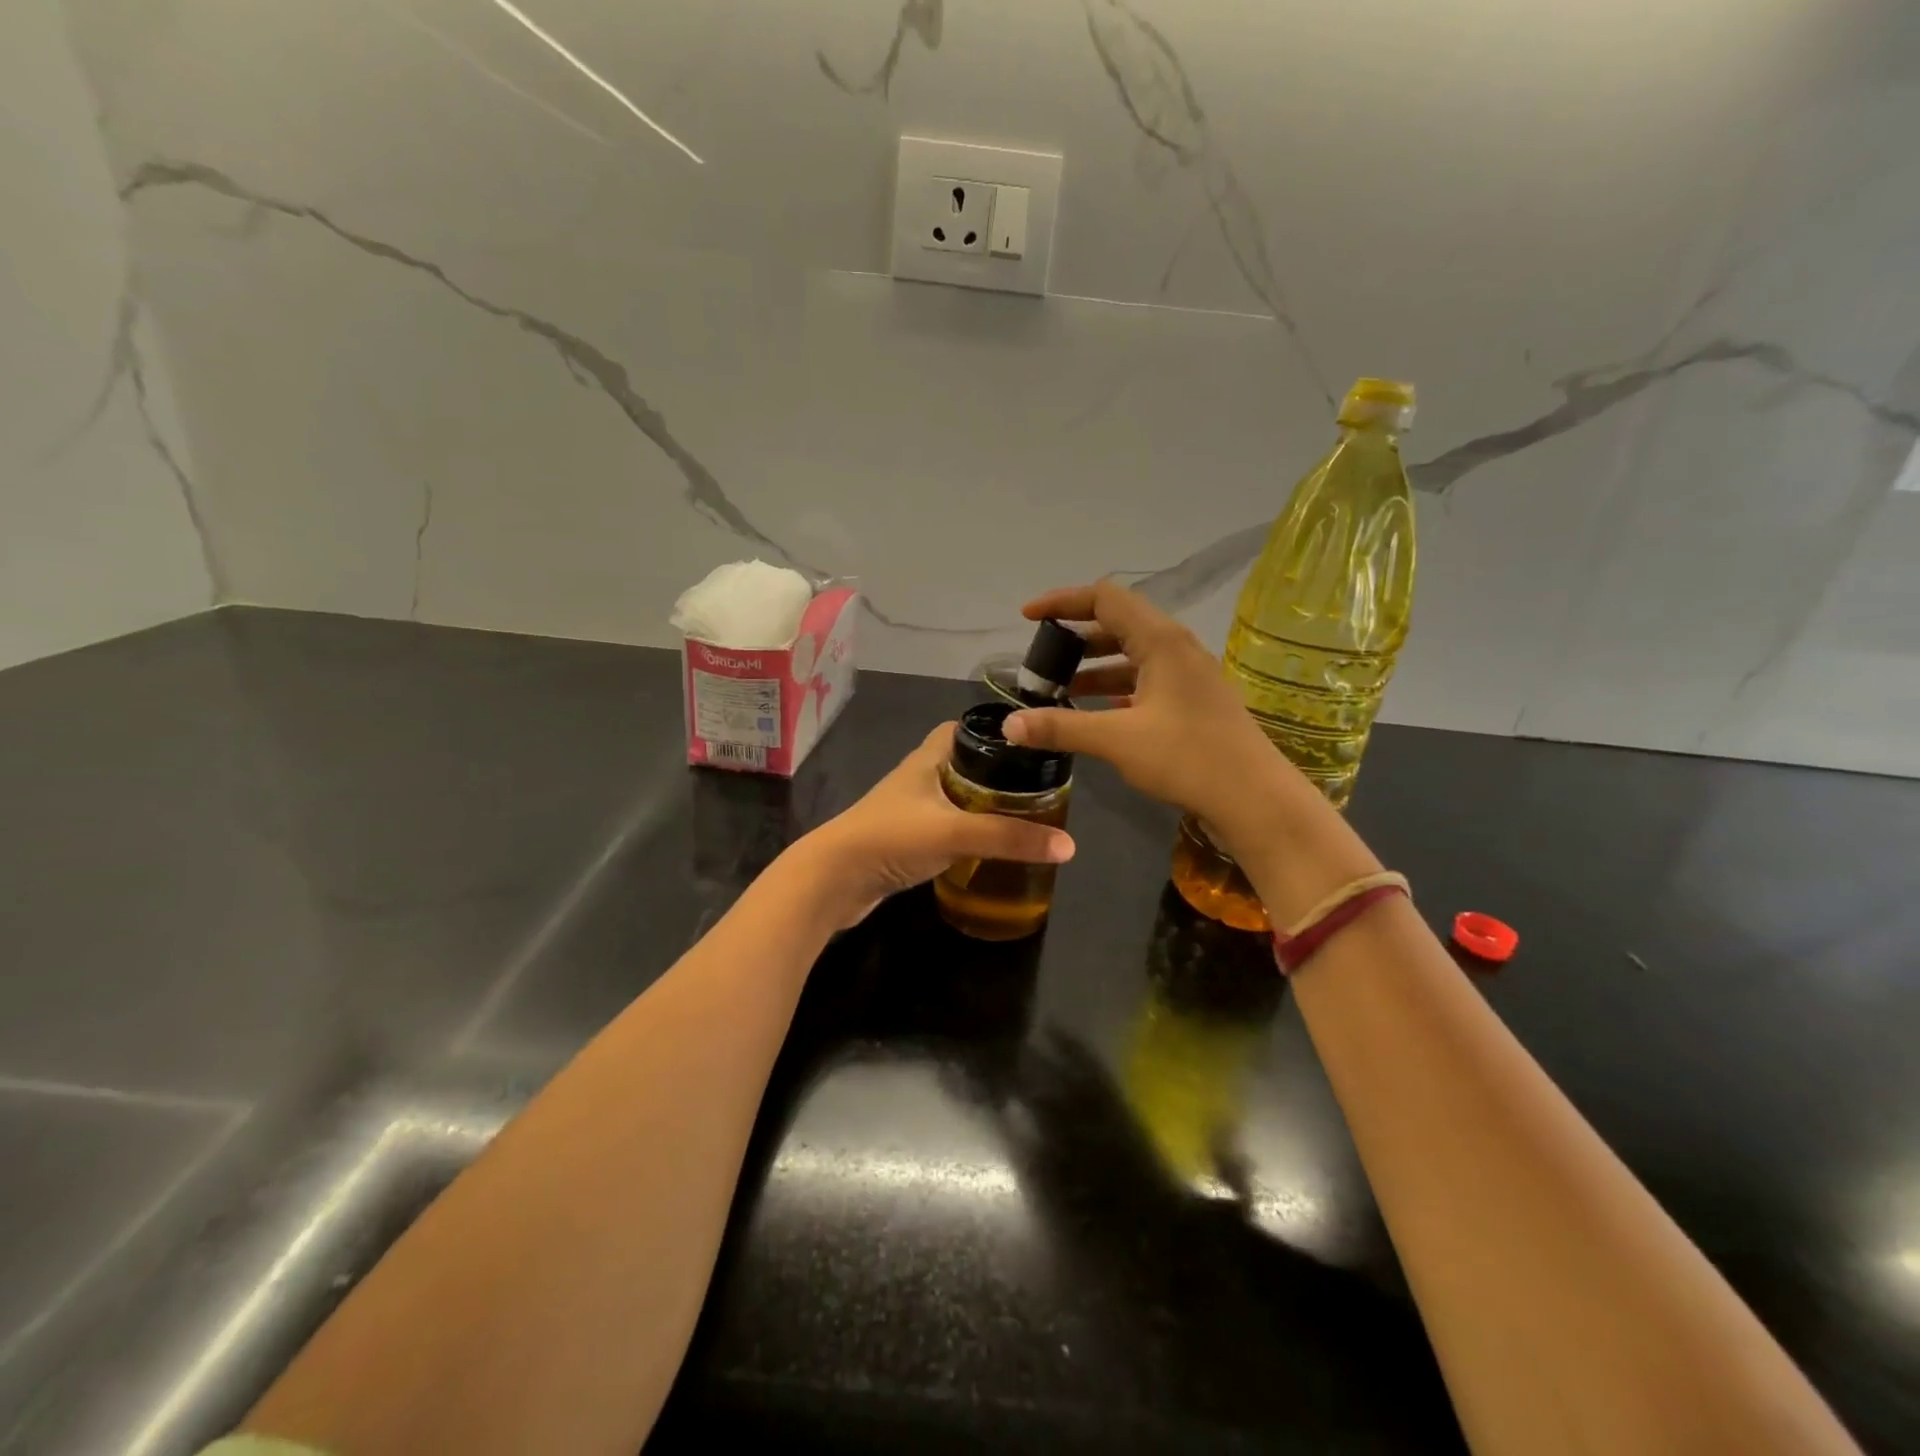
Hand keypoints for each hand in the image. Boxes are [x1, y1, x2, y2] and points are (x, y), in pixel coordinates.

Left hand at [801, 723, 1074, 926]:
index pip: (960, 730)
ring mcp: (908, 812)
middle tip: (1035, 789)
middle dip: (996, 776)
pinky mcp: (905, 842)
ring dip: (982, 807)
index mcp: (926, 760)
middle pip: (963, 767)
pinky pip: (944, 830)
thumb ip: (1010, 838)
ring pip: (954, 801)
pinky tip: (988, 850)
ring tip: (1022, 819)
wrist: (833, 881)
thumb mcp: (956, 832)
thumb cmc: (891, 838)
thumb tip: (1069, 845)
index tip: (1028, 746)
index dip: (992, 733)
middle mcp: (917, 780)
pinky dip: (966, 835)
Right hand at [1000, 581, 1317, 857]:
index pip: (1104, 598)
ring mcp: (1189, 674)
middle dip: (1075, 636)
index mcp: (1161, 640)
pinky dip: (1116, 688)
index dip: (1062, 602)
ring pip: (1132, 654)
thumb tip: (1008, 726)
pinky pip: (1145, 679)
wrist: (1254, 799)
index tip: (1027, 617)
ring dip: (1094, 666)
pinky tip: (1096, 712)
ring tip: (1059, 688)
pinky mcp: (1193, 700)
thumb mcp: (1116, 740)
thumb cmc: (1186, 758)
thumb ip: (1060, 727)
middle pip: (1118, 623)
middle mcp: (1177, 647)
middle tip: (1042, 659)